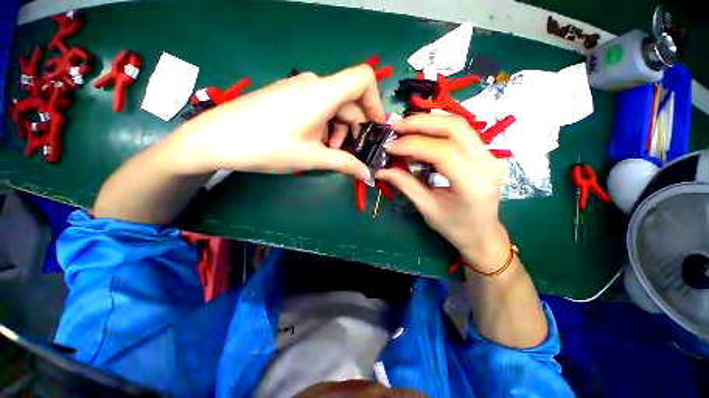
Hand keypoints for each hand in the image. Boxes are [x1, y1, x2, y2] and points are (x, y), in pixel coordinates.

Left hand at [175, 65, 384, 179]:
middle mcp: (314, 84)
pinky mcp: (289, 96)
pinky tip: (311, 144)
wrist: (217, 138)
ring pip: (333, 108)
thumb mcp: (312, 157)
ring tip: (324, 153)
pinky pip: (318, 108)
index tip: (375, 129)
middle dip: (352, 130)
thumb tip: (367, 174)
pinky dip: (323, 127)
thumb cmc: (268, 146)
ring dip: (336, 132)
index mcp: (323, 93)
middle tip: (343, 155)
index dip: (375, 102)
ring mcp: (299, 89)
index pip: (363, 79)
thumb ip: (345, 164)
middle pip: (349, 102)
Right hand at [376, 114, 509, 270]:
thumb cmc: (454, 227)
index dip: (412, 145)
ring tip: (404, 128)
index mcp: (473, 184)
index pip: (442, 152)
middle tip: (395, 127)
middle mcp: (488, 164)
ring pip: (459, 125)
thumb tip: (381, 169)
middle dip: (421, 123)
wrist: (482, 233)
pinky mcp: (486, 153)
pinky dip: (437, 128)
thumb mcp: (426, 208)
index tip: (390, 146)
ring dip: (429, 121)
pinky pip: (461, 132)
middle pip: (455, 128)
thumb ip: (405, 184)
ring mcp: (491, 155)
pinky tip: (421, 133)